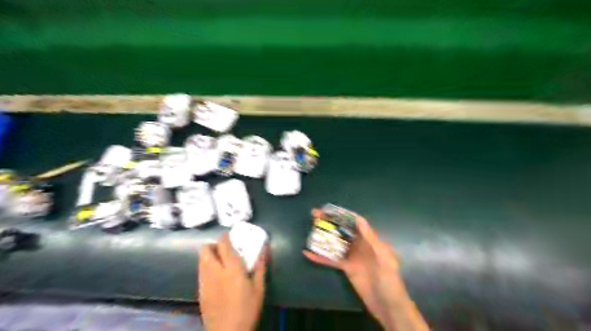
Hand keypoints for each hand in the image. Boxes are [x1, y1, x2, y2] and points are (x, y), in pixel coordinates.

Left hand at [199, 232, 268, 330]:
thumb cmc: (247, 309)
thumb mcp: (259, 288)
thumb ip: (260, 266)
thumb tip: (264, 248)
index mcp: (231, 269)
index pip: (223, 245)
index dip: (225, 237)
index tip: (230, 235)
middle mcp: (215, 271)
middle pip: (206, 250)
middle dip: (213, 245)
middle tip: (224, 249)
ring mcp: (205, 281)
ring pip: (201, 260)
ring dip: (209, 255)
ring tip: (220, 261)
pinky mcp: (200, 291)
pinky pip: (201, 272)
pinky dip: (206, 267)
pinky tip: (216, 276)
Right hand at [305, 211, 424, 328]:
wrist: (388, 305)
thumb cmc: (389, 279)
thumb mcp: (383, 258)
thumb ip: (371, 239)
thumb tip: (359, 219)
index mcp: (370, 240)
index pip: (354, 223)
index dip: (342, 215)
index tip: (329, 209)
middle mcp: (359, 245)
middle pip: (342, 230)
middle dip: (329, 222)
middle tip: (314, 214)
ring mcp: (351, 256)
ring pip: (335, 243)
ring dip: (323, 236)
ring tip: (310, 228)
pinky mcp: (346, 268)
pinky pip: (331, 260)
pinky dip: (320, 257)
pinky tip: (307, 253)